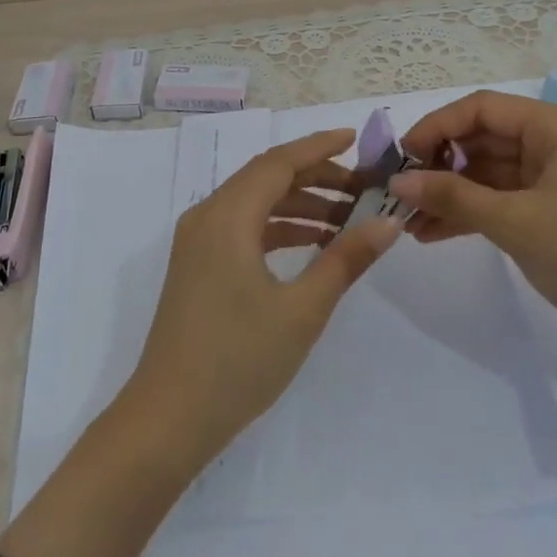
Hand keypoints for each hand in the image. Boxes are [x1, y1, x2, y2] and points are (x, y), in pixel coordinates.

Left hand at [123, 128, 400, 472]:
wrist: (169, 417)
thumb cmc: (238, 360)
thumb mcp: (302, 309)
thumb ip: (345, 259)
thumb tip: (387, 223)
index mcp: (227, 216)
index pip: (278, 163)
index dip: (319, 147)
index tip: (357, 139)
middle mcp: (207, 217)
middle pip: (266, 179)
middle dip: (316, 178)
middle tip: (364, 190)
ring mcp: (197, 242)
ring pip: (255, 205)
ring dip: (300, 206)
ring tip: (349, 220)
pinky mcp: (198, 266)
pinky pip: (243, 229)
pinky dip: (279, 229)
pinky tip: (313, 245)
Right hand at [389, 91, 556, 388]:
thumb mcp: (515, 223)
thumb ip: (452, 197)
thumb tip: (397, 181)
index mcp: (555, 127)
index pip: (480, 108)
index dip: (435, 128)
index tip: (400, 159)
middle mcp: (555, 141)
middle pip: (481, 138)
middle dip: (437, 166)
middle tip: (398, 194)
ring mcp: (555, 175)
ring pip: (487, 172)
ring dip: (449, 194)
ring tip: (407, 222)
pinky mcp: (554, 206)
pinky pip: (502, 198)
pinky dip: (471, 212)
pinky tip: (432, 234)